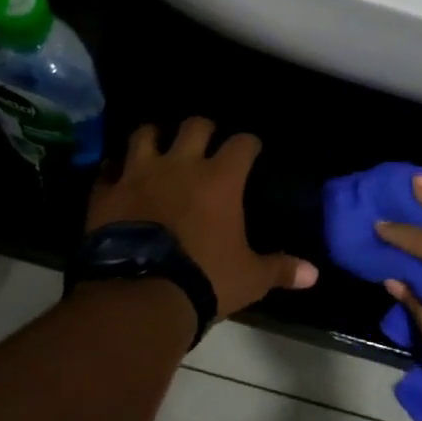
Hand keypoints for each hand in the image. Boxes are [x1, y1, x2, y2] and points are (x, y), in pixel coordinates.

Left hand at [87, 119, 318, 318]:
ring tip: (158, 146)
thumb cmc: (205, 280)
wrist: (139, 294)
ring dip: (154, 137)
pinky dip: (115, 170)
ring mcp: (138, 174)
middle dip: (203, 130)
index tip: (252, 149)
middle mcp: (180, 165)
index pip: (242, 143)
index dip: (249, 143)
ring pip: (145, 134)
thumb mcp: (250, 278)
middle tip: (206, 143)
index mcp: (220, 179)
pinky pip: (108, 169)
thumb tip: (315, 274)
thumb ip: (281, 269)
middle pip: (194, 126)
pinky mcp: (106, 192)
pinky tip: (118, 177)